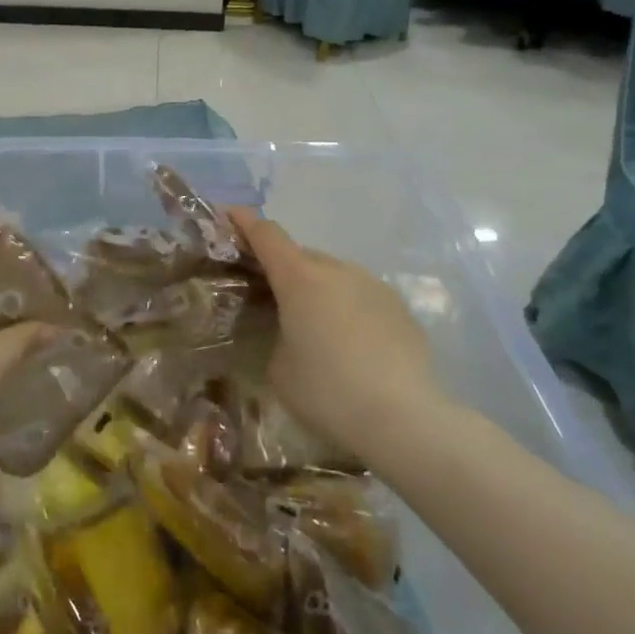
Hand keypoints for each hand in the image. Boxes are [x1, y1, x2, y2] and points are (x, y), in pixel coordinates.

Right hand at [227, 208, 450, 463]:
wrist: (404, 418)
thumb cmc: (328, 392)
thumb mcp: (279, 368)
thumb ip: (275, 335)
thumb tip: (289, 331)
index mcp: (299, 278)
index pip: (266, 235)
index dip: (245, 223)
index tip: (230, 215)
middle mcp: (336, 270)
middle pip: (301, 255)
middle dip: (282, 268)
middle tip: (269, 295)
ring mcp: (372, 285)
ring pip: (333, 275)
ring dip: (317, 289)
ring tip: (313, 326)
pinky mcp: (398, 307)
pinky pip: (360, 297)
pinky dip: (347, 308)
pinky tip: (350, 345)